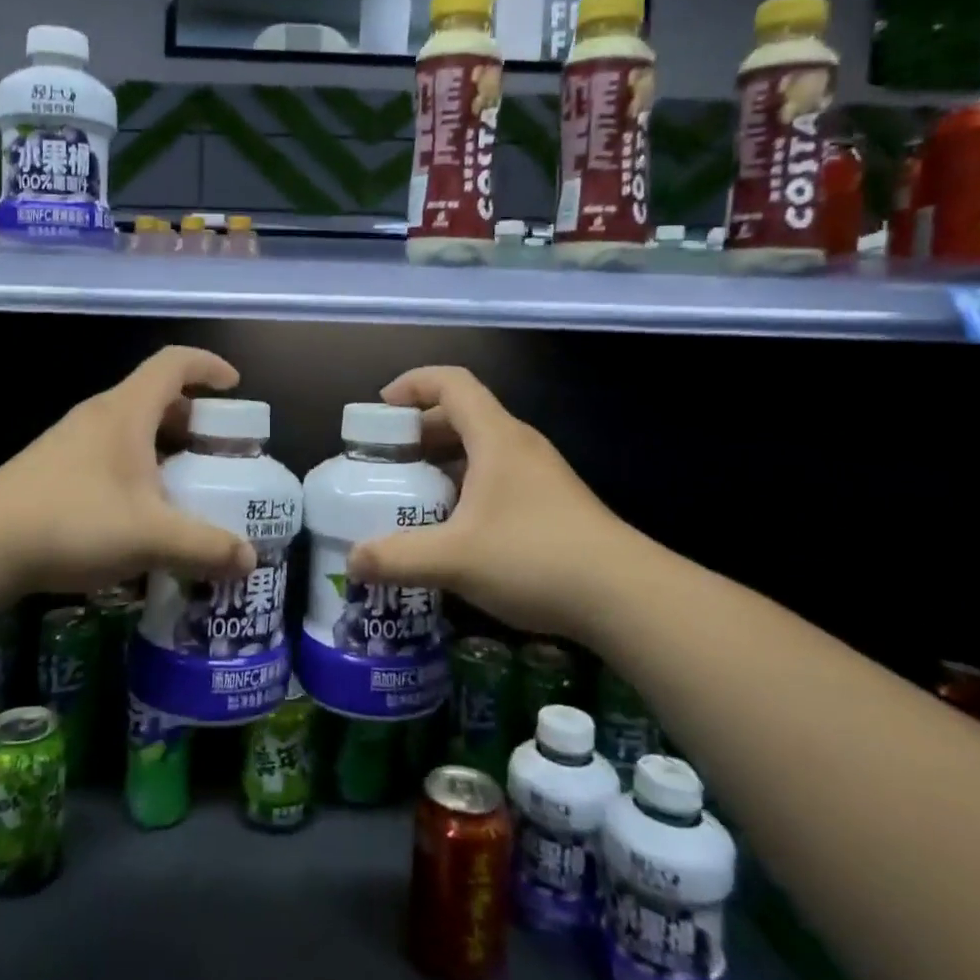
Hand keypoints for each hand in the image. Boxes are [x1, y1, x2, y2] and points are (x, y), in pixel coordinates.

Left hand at [0, 346, 256, 596]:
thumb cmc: (74, 521)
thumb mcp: (151, 536)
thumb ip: (205, 546)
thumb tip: (249, 559)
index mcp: (127, 411)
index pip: (174, 363)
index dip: (209, 366)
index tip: (235, 388)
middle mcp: (100, 416)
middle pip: (155, 397)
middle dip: (193, 419)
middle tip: (217, 452)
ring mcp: (72, 441)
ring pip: (131, 428)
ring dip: (164, 448)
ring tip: (184, 487)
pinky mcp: (53, 468)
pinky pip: (110, 453)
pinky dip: (137, 469)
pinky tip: (140, 514)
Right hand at [347, 366, 620, 638]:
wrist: (626, 596)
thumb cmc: (535, 558)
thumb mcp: (455, 559)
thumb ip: (397, 558)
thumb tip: (352, 562)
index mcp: (496, 438)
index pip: (451, 383)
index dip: (412, 384)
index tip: (380, 410)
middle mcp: (518, 445)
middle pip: (462, 415)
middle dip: (418, 431)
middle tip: (385, 461)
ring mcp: (539, 474)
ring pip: (480, 450)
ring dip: (442, 462)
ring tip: (411, 495)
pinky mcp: (551, 503)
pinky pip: (496, 477)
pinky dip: (465, 487)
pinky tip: (452, 528)